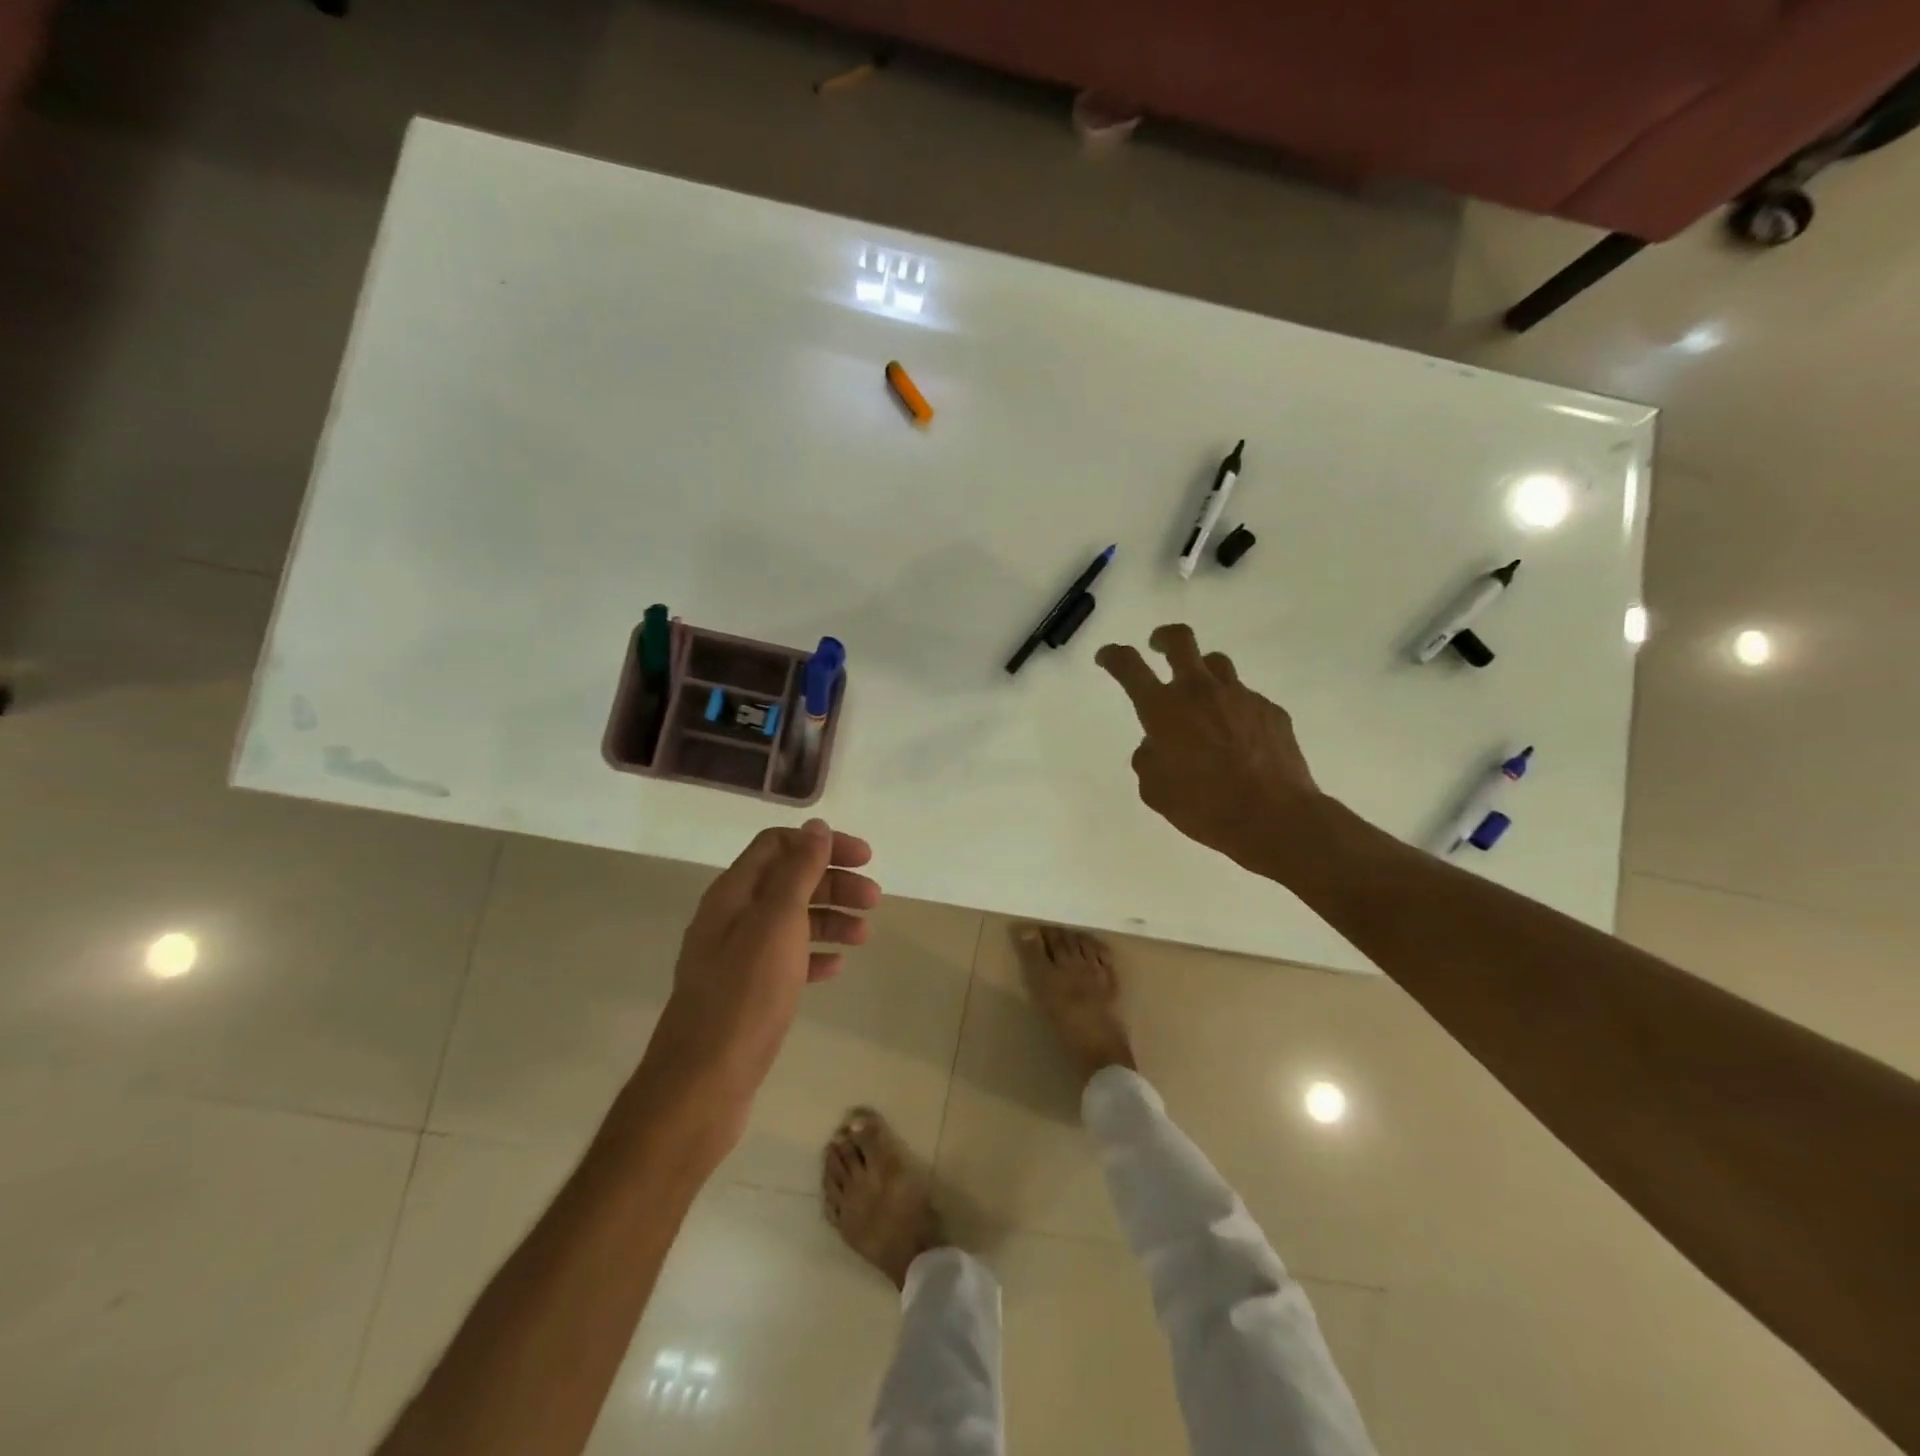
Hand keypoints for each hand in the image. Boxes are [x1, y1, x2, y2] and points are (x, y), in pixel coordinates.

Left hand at [636, 820, 879, 1149]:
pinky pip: (786, 960)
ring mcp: (736, 958)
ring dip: (829, 918)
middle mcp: (731, 918)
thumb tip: (815, 826)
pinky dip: (813, 955)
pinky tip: (837, 967)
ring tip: (864, 935)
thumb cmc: (744, 996)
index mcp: (732, 894)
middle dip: (833, 883)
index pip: (778, 845)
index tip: (865, 858)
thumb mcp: (776, 923)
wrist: (702, 1084)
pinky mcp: (746, 993)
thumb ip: (797, 871)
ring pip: (790, 921)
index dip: (822, 844)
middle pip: (788, 881)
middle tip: (874, 899)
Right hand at [1096, 624, 1321, 878]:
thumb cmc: (1204, 806)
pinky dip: (1233, 710)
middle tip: (1157, 645)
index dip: (1114, 655)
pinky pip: (1246, 699)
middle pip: (1180, 640)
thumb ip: (1148, 759)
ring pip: (1217, 663)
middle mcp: (1200, 692)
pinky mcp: (1271, 710)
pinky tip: (1238, 738)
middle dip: (1163, 637)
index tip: (1107, 656)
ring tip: (1200, 696)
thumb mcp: (1155, 791)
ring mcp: (1241, 696)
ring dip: (1202, 672)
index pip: (1130, 666)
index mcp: (1164, 709)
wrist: (1275, 818)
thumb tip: (1156, 744)